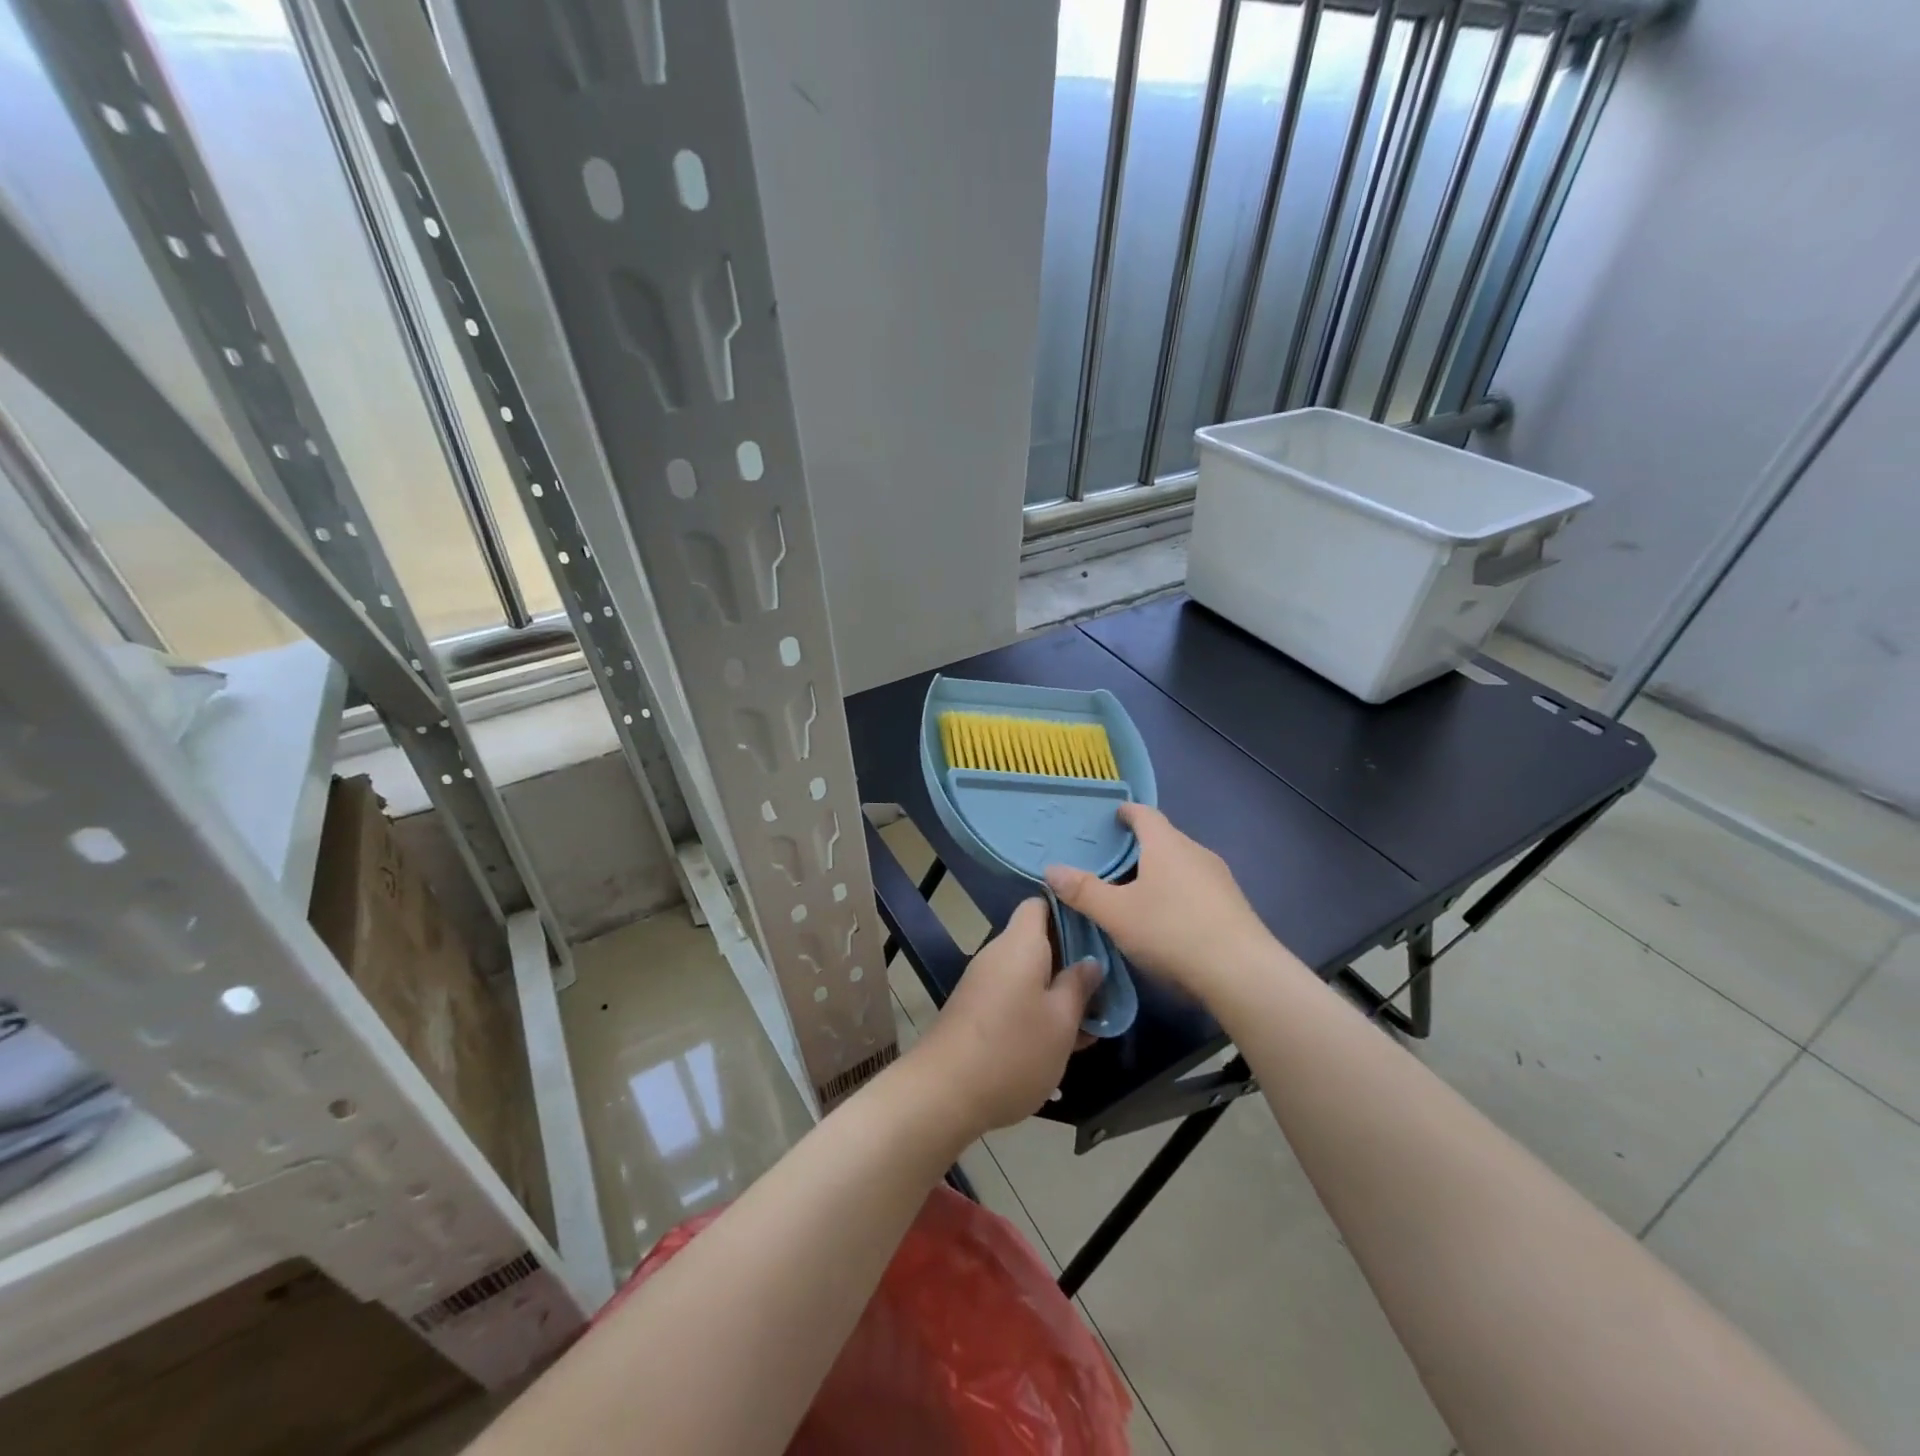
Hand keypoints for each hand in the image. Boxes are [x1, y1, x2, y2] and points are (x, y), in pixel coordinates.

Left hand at [911, 899, 1100, 1136]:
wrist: (944, 1093)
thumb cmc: (1013, 1050)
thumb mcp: (1061, 1021)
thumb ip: (1079, 986)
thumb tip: (1090, 961)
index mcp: (1020, 944)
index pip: (1040, 904)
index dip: (1070, 911)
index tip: (1099, 933)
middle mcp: (998, 955)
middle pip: (1038, 941)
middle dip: (1072, 961)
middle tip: (1107, 986)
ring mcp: (984, 983)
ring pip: (1029, 974)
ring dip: (1058, 992)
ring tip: (1093, 1022)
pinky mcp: (977, 1010)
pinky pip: (1015, 997)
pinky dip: (1038, 1010)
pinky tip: (1062, 1043)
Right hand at [1045, 804, 1278, 1002]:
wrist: (1242, 973)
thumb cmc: (1171, 930)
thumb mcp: (1116, 913)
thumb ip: (1083, 890)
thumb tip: (1051, 868)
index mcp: (1166, 844)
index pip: (1144, 814)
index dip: (1126, 812)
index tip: (1111, 817)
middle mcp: (1196, 852)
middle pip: (1164, 839)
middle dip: (1139, 847)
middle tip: (1111, 862)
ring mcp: (1220, 879)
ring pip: (1182, 865)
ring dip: (1159, 872)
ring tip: (1135, 893)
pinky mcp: (1233, 906)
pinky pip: (1197, 888)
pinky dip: (1177, 894)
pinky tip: (1167, 920)